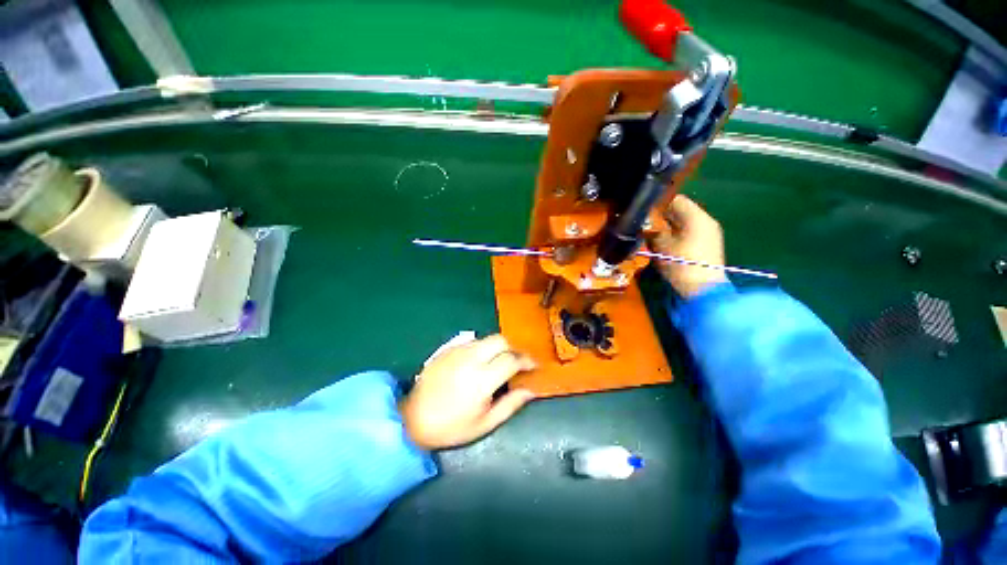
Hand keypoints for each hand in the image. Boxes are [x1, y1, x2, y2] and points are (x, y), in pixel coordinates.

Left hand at [400, 335, 536, 449]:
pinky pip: (472, 340)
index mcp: (482, 378)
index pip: (512, 359)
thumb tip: (530, 391)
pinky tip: (480, 359)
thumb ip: (511, 404)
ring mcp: (458, 350)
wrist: (412, 419)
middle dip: (513, 348)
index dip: (527, 360)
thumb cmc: (451, 426)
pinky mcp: (447, 349)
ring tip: (500, 361)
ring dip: (498, 347)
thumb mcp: (485, 423)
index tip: (534, 366)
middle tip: (517, 362)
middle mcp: (471, 358)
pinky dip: (482, 347)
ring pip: (486, 338)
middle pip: (501, 340)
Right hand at [651, 195, 726, 298]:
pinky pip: (689, 233)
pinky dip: (677, 235)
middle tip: (645, 224)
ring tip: (653, 235)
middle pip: (681, 211)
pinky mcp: (708, 245)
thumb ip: (654, 232)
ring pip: (684, 223)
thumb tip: (647, 227)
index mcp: (696, 217)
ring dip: (669, 226)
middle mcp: (705, 221)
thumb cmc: (681, 264)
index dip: (658, 204)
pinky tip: (665, 243)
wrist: (703, 290)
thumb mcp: (661, 246)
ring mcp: (709, 233)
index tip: (643, 211)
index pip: (676, 200)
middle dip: (663, 216)